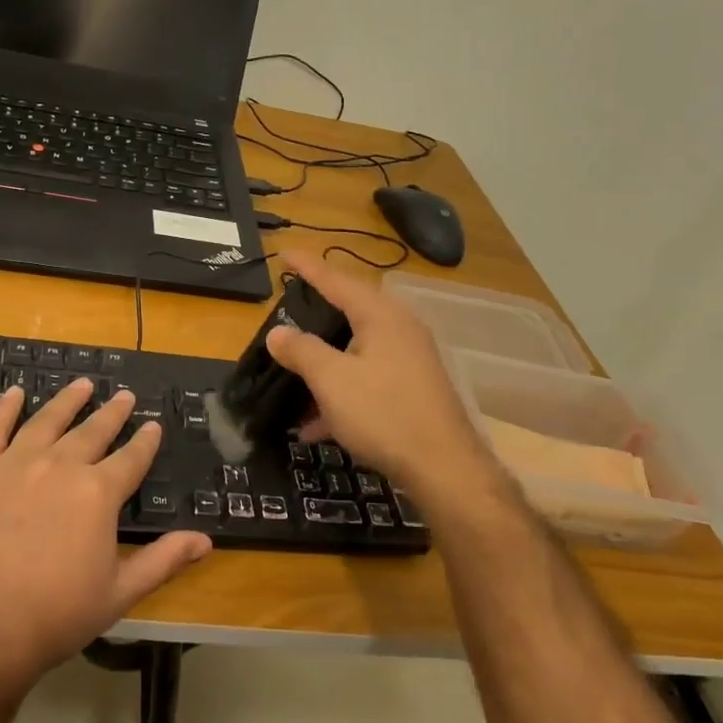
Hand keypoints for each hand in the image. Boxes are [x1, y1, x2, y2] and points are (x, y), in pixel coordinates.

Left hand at [0, 378, 211, 701]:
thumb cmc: (53, 617)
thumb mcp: (118, 594)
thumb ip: (163, 560)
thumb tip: (205, 540)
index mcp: (98, 493)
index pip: (131, 458)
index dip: (145, 441)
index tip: (153, 425)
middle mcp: (61, 465)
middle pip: (93, 430)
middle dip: (113, 413)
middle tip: (125, 396)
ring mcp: (15, 462)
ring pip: (48, 419)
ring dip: (68, 400)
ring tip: (83, 384)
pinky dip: (6, 408)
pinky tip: (15, 394)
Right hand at [264, 251, 489, 492]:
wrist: (444, 469)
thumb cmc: (384, 414)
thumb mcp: (332, 379)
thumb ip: (302, 351)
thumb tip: (278, 333)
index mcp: (381, 316)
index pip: (337, 280)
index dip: (308, 267)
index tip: (284, 253)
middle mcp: (399, 330)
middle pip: (349, 314)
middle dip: (314, 319)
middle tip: (286, 315)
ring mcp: (409, 361)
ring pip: (355, 352)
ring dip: (323, 367)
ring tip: (291, 380)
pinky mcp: (412, 390)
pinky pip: (367, 380)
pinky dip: (341, 394)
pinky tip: (315, 426)